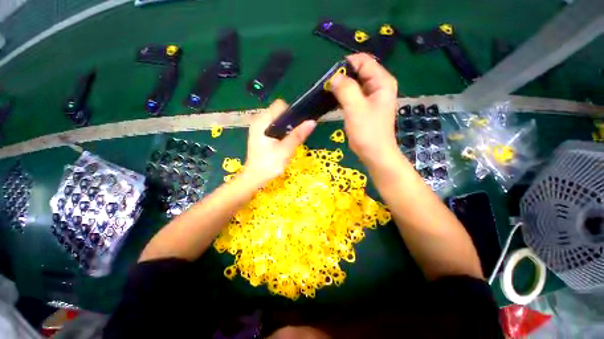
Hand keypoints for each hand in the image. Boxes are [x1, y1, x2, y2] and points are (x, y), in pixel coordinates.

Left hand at [244, 100, 315, 185]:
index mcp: (262, 121)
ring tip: (289, 141)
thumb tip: (312, 122)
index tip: (298, 125)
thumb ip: (298, 135)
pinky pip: (273, 127)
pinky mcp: (259, 134)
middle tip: (294, 136)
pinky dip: (280, 132)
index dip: (292, 112)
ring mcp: (257, 128)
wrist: (255, 177)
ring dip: (285, 128)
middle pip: (278, 112)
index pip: (280, 105)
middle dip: (289, 121)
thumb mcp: (286, 149)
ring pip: (276, 120)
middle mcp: (258, 120)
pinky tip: (282, 143)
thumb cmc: (269, 164)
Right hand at [330, 53, 398, 165]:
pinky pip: (353, 95)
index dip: (346, 64)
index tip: (330, 74)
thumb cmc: (367, 132)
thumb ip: (345, 89)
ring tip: (328, 92)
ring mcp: (372, 97)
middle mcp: (379, 86)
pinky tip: (333, 100)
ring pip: (355, 84)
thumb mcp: (356, 108)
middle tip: (327, 85)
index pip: (364, 61)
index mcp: (382, 82)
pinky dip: (343, 96)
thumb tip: (333, 77)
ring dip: (342, 87)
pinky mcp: (365, 107)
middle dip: (343, 76)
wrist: (374, 153)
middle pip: (359, 72)